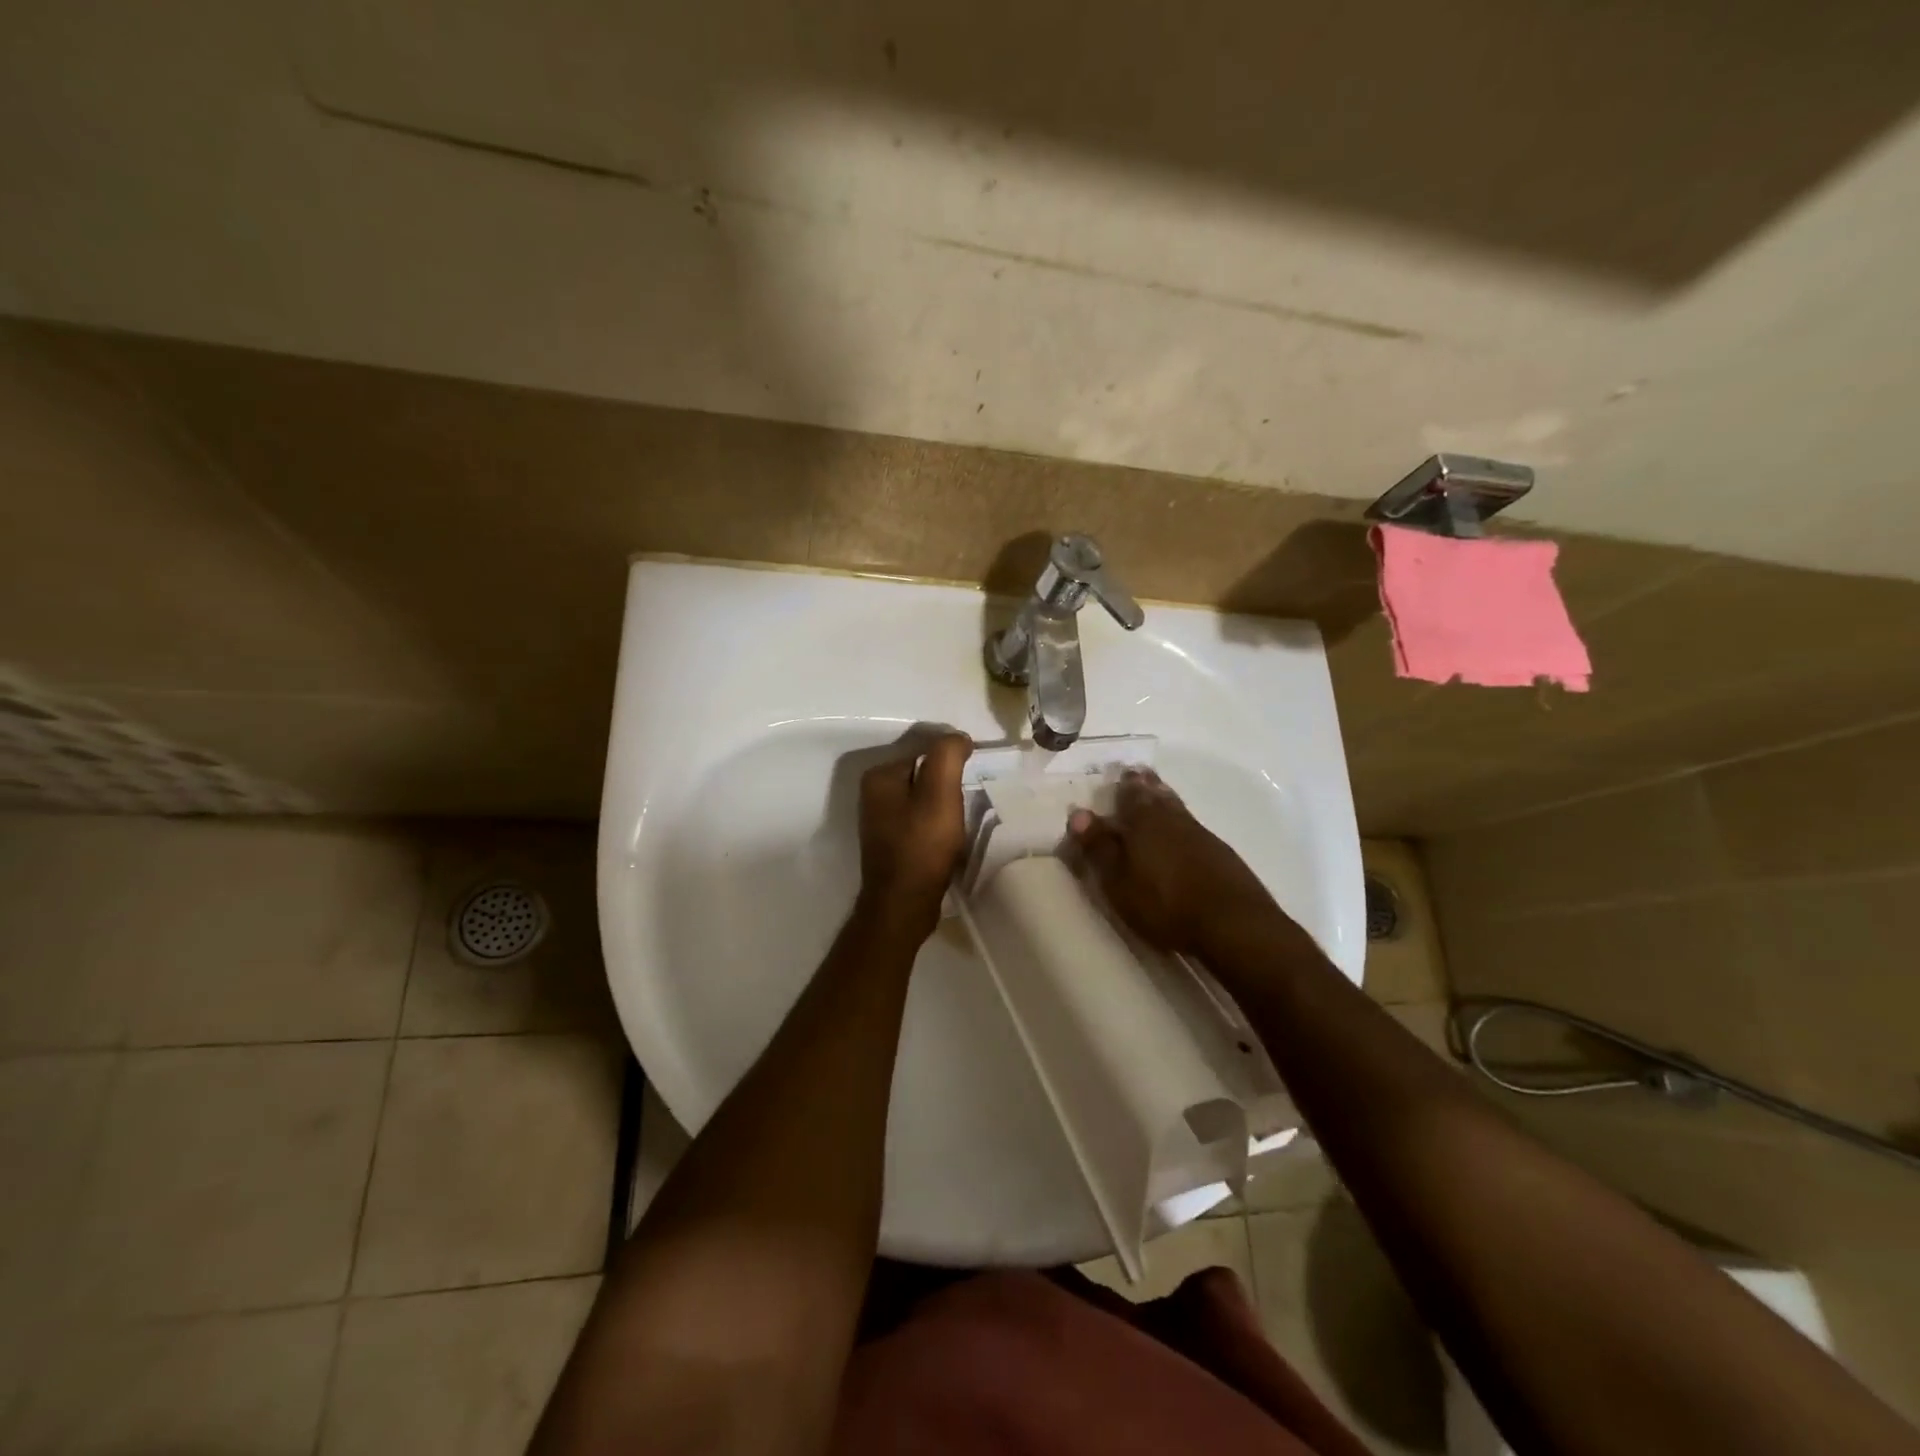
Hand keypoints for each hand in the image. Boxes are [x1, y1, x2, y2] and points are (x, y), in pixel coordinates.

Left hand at [855, 733, 972, 935]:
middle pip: (924, 774)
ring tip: (960, 821)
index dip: (953, 761)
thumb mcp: (940, 794)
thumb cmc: (922, 846)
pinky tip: (949, 838)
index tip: (973, 778)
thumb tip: (958, 737)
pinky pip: (920, 819)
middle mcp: (874, 793)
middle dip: (948, 784)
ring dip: (944, 805)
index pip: (925, 750)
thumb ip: (948, 756)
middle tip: (967, 802)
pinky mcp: (891, 841)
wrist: (903, 906)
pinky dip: (937, 824)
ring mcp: (880, 819)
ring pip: (924, 797)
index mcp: (880, 776)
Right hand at [1069, 769, 1280, 956]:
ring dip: (1165, 799)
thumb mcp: (1119, 882)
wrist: (1234, 924)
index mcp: (1144, 821)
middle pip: (1157, 795)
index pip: (1130, 794)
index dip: (1124, 785)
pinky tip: (1182, 832)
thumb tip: (1078, 813)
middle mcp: (1173, 819)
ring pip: (1177, 808)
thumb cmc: (1165, 904)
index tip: (1120, 773)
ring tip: (1158, 793)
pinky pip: (1193, 826)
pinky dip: (1181, 821)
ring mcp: (1201, 835)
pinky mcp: (1221, 854)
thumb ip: (1099, 847)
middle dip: (1146, 785)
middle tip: (1138, 775)